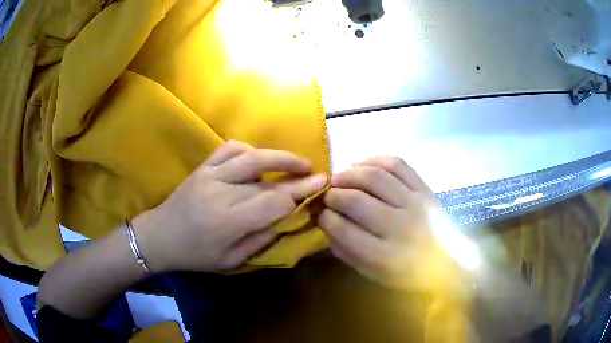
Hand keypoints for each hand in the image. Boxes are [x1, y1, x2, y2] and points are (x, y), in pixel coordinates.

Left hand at [133, 141, 326, 272]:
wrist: (160, 236)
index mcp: (229, 221)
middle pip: (267, 179)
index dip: (300, 194)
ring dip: (278, 157)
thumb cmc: (195, 255)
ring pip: (251, 157)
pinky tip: (258, 158)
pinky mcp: (202, 167)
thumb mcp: (231, 261)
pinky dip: (249, 150)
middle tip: (317, 173)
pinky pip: (229, 149)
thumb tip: (287, 219)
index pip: (274, 202)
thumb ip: (261, 240)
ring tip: (296, 162)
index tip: (320, 187)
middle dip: (297, 174)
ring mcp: (210, 175)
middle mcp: (221, 193)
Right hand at [318, 156, 446, 290]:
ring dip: (349, 173)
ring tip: (339, 177)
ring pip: (375, 177)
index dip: (324, 217)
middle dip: (332, 194)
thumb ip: (346, 250)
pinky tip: (362, 164)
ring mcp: (415, 203)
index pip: (343, 230)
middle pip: (356, 200)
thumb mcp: (373, 273)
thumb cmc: (407, 273)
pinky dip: (375, 159)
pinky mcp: (425, 189)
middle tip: (326, 194)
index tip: (318, 212)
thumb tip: (325, 222)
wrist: (448, 262)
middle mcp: (400, 226)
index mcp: (384, 256)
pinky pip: (398, 164)